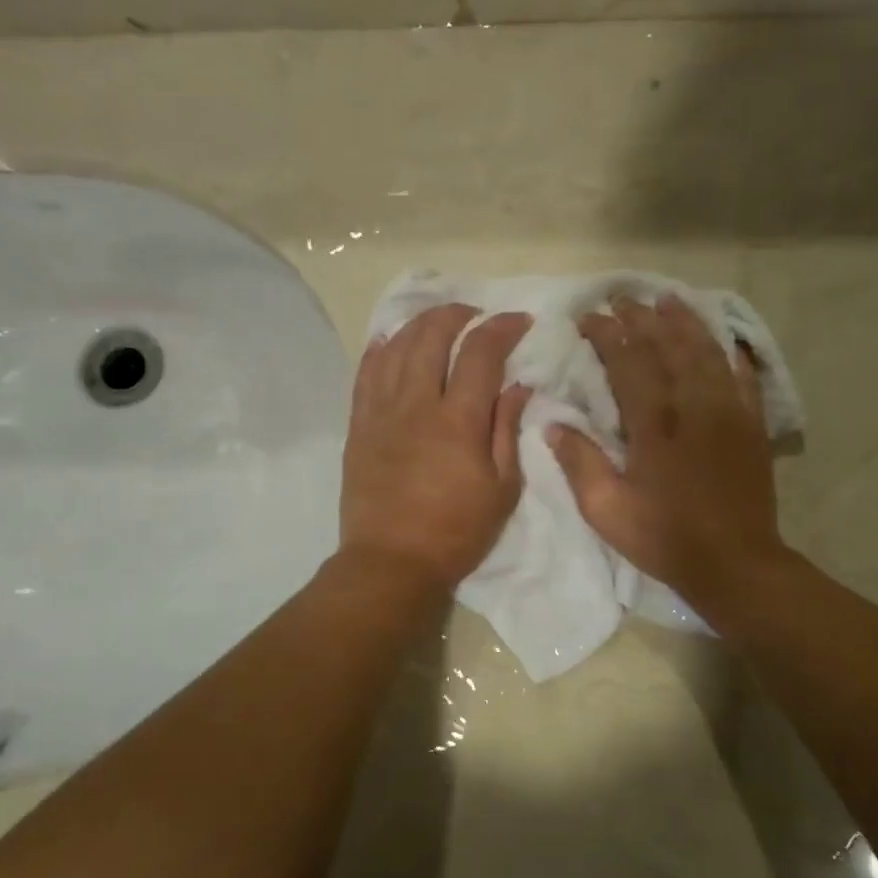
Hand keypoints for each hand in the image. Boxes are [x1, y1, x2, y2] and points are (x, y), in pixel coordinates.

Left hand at [341, 304, 532, 589]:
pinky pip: (365, 374)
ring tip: (437, 321)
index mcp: (458, 421)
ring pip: (396, 348)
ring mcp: (381, 413)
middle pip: (432, 337)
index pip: (481, 354)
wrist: (391, 562)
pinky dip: (379, 350)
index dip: (502, 328)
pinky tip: (389, 340)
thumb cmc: (456, 532)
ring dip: (419, 324)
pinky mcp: (358, 426)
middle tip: (475, 316)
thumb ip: (507, 430)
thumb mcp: (501, 489)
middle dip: (457, 315)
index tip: (519, 321)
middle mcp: (416, 405)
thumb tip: (518, 385)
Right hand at [549, 296, 785, 615]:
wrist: (735, 563)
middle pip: (668, 346)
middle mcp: (695, 405)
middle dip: (643, 318)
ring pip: (706, 351)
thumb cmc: (665, 538)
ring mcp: (729, 412)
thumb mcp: (607, 510)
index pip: (629, 362)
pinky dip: (729, 352)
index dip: (608, 334)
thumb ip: (580, 463)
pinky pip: (743, 376)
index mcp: (656, 424)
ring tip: (667, 300)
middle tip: (622, 298)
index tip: (589, 316)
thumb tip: (554, 425)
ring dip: (685, 322)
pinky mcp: (752, 425)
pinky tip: (721, 339)